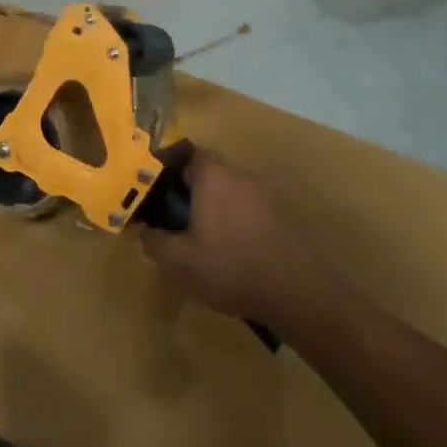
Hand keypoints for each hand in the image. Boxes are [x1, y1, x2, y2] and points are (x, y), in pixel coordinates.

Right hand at [138, 152, 328, 325]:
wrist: (300, 293)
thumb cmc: (231, 267)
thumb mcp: (180, 261)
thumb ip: (155, 242)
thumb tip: (146, 231)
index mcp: (214, 177)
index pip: (188, 153)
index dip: (168, 166)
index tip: (153, 186)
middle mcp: (242, 177)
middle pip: (210, 173)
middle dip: (189, 190)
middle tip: (172, 216)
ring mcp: (268, 196)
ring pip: (231, 193)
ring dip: (214, 208)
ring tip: (200, 237)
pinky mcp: (285, 218)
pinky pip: (250, 211)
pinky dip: (236, 222)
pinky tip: (231, 252)